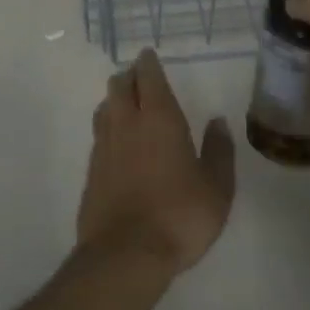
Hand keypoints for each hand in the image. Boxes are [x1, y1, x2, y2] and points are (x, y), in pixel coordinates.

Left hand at [79, 50, 235, 274]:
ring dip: (115, 99)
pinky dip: (107, 127)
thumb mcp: (217, 187)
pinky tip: (117, 142)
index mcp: (159, 119)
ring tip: (126, 104)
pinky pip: (98, 135)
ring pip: (104, 107)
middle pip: (119, 86)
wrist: (125, 254)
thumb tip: (218, 122)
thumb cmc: (180, 216)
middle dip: (129, 76)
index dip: (148, 63)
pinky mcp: (91, 171)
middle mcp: (126, 124)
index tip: (149, 55)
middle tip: (140, 78)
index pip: (148, 77)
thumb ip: (219, 151)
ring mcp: (104, 147)